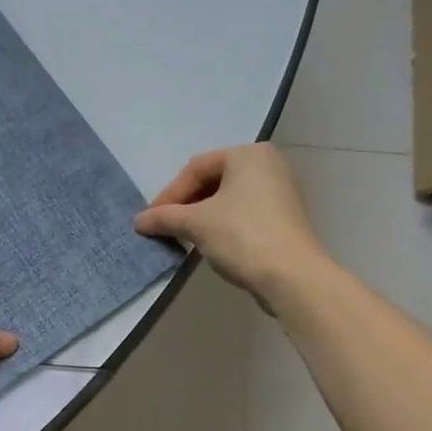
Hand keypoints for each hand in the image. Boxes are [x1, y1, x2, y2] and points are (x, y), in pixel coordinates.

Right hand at [134, 144, 324, 301]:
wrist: (292, 276)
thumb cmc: (242, 236)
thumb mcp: (195, 223)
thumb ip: (164, 217)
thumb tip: (139, 221)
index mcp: (249, 154)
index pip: (196, 168)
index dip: (169, 194)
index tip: (151, 219)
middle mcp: (269, 165)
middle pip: (213, 180)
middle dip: (186, 204)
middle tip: (166, 226)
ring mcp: (281, 191)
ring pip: (229, 198)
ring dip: (202, 216)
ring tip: (184, 236)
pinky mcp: (285, 218)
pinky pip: (245, 213)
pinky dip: (223, 225)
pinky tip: (211, 244)